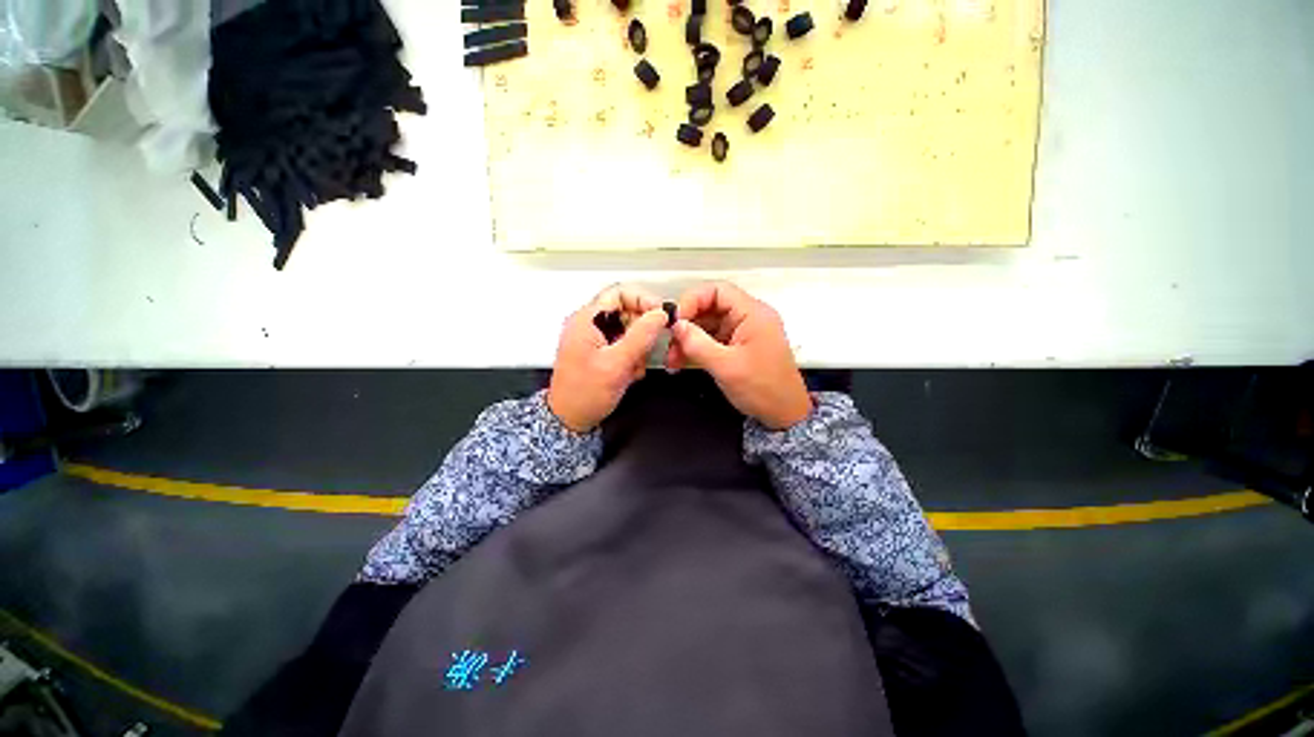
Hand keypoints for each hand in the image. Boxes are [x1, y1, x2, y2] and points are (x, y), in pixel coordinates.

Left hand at [547, 285, 668, 432]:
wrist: (569, 420)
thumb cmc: (584, 394)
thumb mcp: (617, 363)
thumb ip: (640, 336)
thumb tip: (660, 314)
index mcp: (587, 320)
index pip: (619, 292)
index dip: (643, 299)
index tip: (660, 315)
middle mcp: (589, 324)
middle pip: (626, 310)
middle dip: (643, 329)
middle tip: (652, 345)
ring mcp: (594, 338)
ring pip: (628, 329)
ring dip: (639, 346)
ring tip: (636, 365)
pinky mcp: (600, 351)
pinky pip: (623, 344)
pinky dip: (632, 356)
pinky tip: (630, 372)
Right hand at [666, 282, 811, 429]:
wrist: (785, 415)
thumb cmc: (762, 388)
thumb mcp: (726, 366)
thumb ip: (698, 343)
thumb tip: (676, 325)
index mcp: (752, 313)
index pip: (718, 291)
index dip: (693, 300)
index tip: (675, 321)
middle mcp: (748, 318)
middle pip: (710, 307)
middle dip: (687, 324)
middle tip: (669, 343)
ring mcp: (743, 333)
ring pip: (709, 325)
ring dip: (688, 339)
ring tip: (672, 358)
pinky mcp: (738, 347)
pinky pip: (713, 340)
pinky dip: (696, 348)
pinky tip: (681, 361)